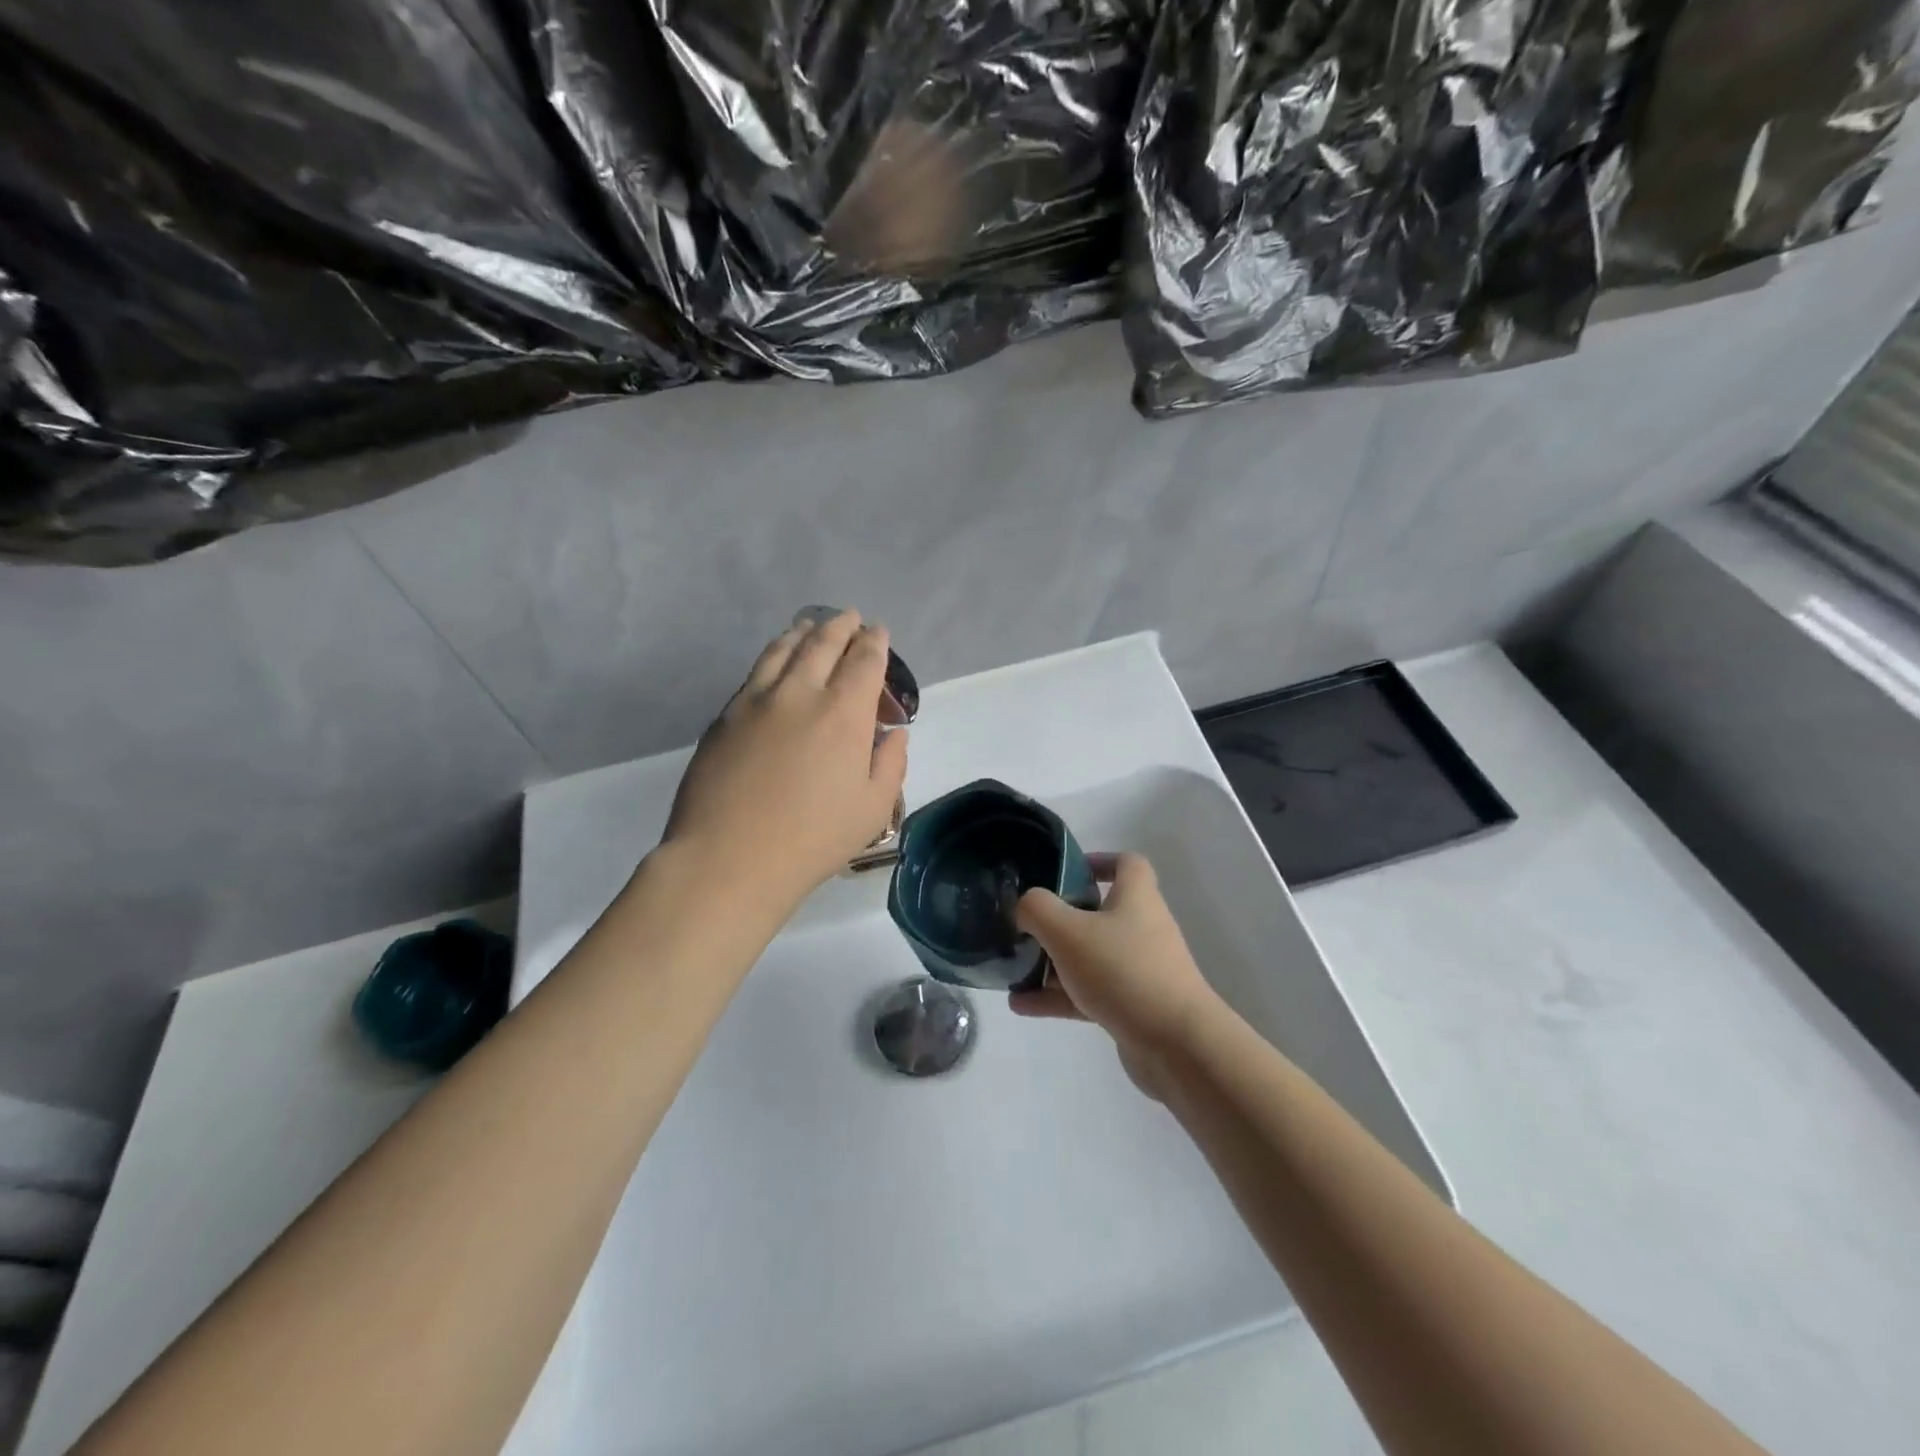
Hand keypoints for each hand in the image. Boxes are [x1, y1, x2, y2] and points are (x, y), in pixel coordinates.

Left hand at [663, 610, 907, 909]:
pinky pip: (754, 674)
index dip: (875, 642)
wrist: (728, 858)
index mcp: (843, 713)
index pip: (864, 661)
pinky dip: (773, 657)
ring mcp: (755, 701)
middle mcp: (800, 693)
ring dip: (802, 633)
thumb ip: (890, 764)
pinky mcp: (724, 717)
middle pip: (822, 643)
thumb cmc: (812, 839)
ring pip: (782, 650)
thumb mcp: (873, 809)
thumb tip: (893, 734)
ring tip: (810, 627)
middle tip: (850, 618)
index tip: (879, 632)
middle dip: (841, 626)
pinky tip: (774, 663)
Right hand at [1010, 854, 1220, 1093]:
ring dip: (1053, 964)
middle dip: (1060, 919)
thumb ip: (1037, 909)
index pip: (1126, 864)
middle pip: (1099, 912)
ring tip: (1014, 971)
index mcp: (1136, 898)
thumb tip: (1025, 906)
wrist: (1176, 1045)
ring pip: (1090, 957)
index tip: (1063, 873)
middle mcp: (1142, 928)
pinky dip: (1058, 997)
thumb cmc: (1123, 971)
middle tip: (1028, 927)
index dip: (1097, 861)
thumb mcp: (1067, 931)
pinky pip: (1089, 993)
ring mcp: (1139, 969)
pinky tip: (1022, 1005)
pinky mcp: (1133, 1006)